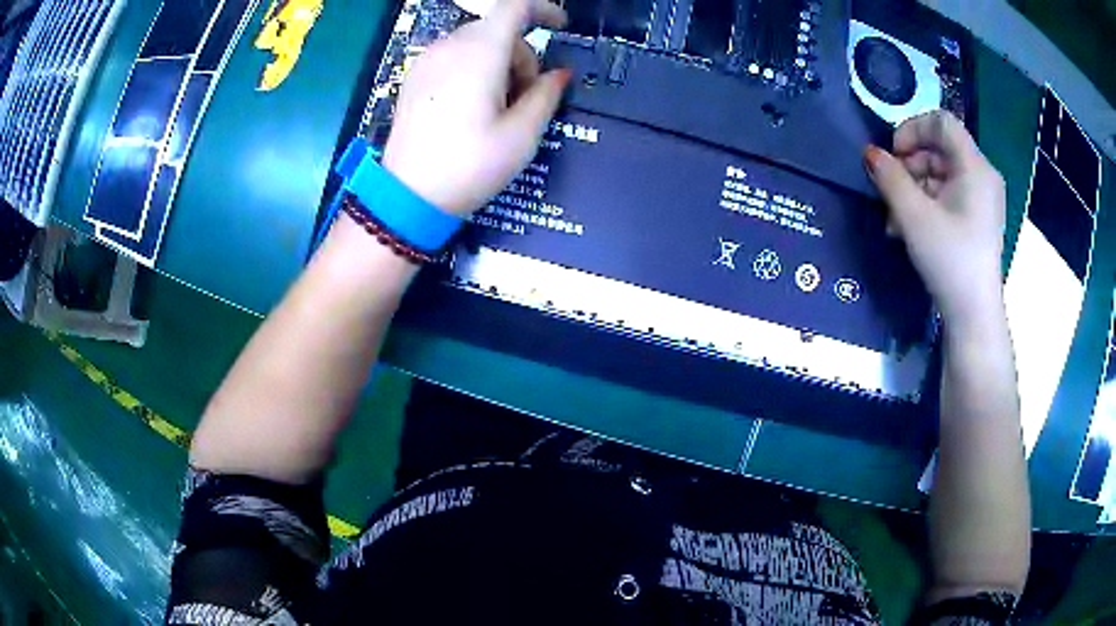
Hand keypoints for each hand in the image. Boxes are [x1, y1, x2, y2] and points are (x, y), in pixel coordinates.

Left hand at [380, 0, 570, 215]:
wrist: (408, 195)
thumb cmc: (470, 165)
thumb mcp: (522, 135)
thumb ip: (547, 95)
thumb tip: (560, 74)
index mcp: (480, 52)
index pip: (515, 7)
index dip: (544, 10)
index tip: (561, 27)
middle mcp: (450, 46)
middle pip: (498, 29)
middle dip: (523, 54)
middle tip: (527, 97)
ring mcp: (427, 60)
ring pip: (476, 43)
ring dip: (499, 63)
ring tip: (498, 107)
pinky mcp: (415, 77)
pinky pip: (454, 56)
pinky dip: (474, 68)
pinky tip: (473, 106)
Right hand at [865, 111, 1005, 323]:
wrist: (974, 316)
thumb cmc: (950, 261)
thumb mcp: (913, 217)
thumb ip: (889, 178)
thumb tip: (871, 154)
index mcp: (975, 167)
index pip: (941, 122)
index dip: (912, 129)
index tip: (894, 156)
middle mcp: (983, 175)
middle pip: (940, 148)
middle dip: (910, 164)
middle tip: (891, 191)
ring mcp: (982, 198)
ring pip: (942, 172)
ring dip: (914, 187)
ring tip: (896, 218)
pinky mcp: (978, 217)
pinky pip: (949, 193)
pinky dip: (927, 202)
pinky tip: (910, 226)